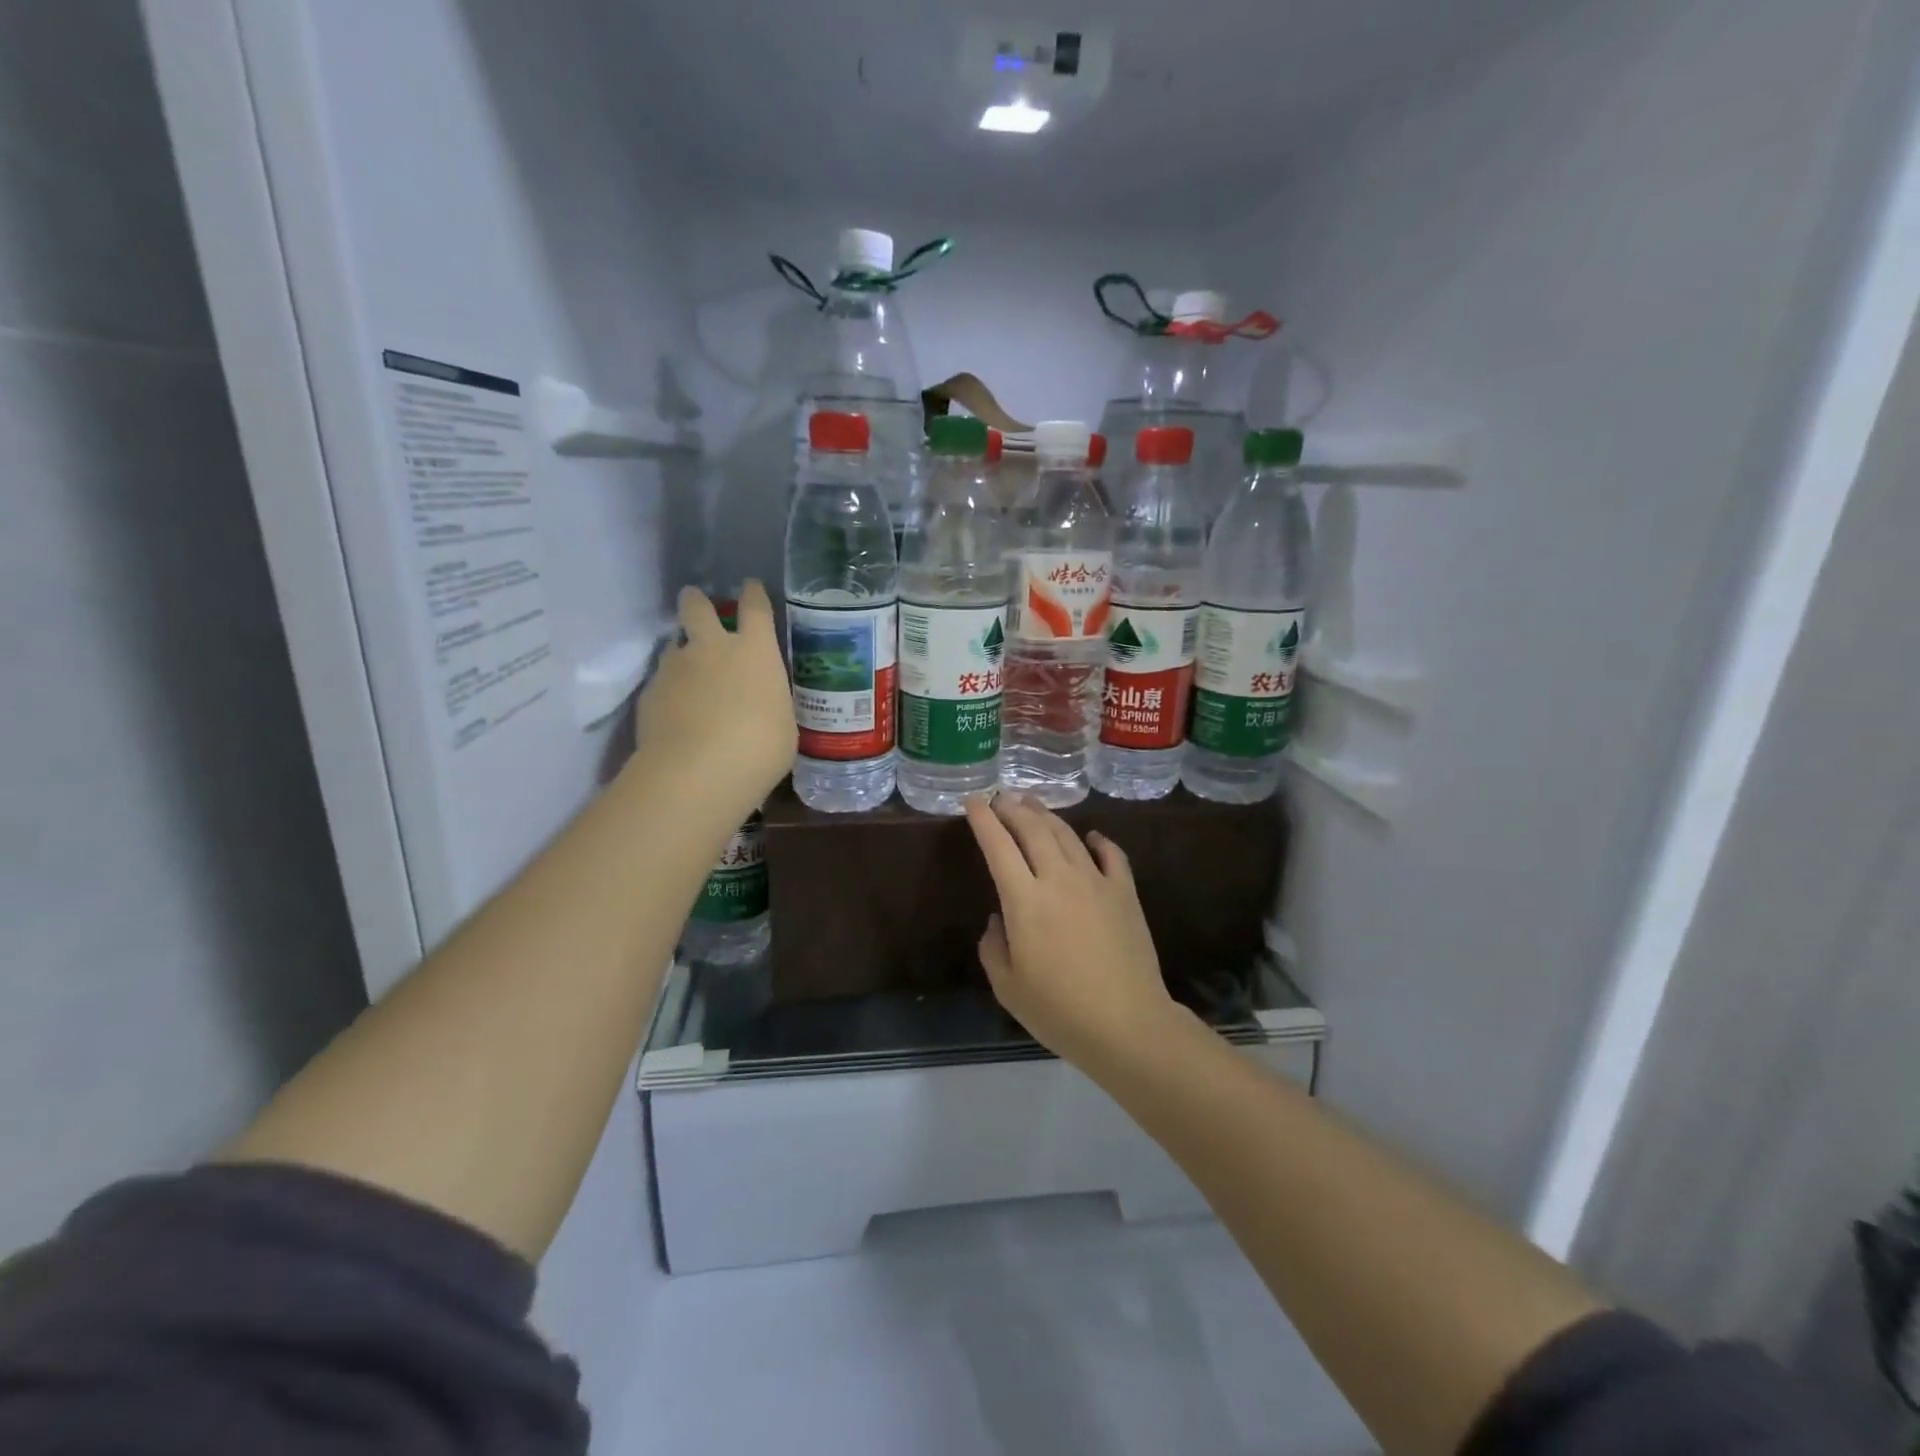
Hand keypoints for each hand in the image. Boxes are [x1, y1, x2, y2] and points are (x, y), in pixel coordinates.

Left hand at [633, 582, 795, 812]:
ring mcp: (675, 668)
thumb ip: (770, 703)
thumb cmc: (760, 748)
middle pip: (697, 607)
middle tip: (696, 603)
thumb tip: (762, 704)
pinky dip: (668, 692)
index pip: (755, 607)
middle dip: (696, 601)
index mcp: (755, 651)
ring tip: (687, 675)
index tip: (751, 587)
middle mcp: (712, 648)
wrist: (697, 772)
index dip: (753, 594)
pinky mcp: (649, 694)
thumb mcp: (783, 724)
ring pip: (673, 646)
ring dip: (681, 654)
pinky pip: (660, 683)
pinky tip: (674, 714)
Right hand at [964, 794, 1182, 1072]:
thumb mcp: (1007, 987)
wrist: (1126, 1024)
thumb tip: (999, 919)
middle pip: (1033, 829)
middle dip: (1012, 808)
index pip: (998, 846)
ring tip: (1032, 804)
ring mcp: (1096, 881)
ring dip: (1046, 815)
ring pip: (1067, 835)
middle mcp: (1058, 879)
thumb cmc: (1059, 1010)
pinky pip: (1111, 854)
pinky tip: (1091, 836)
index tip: (973, 800)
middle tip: (1001, 797)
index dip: (983, 820)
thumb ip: (993, 947)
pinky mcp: (1125, 892)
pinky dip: (1098, 840)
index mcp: (1024, 900)